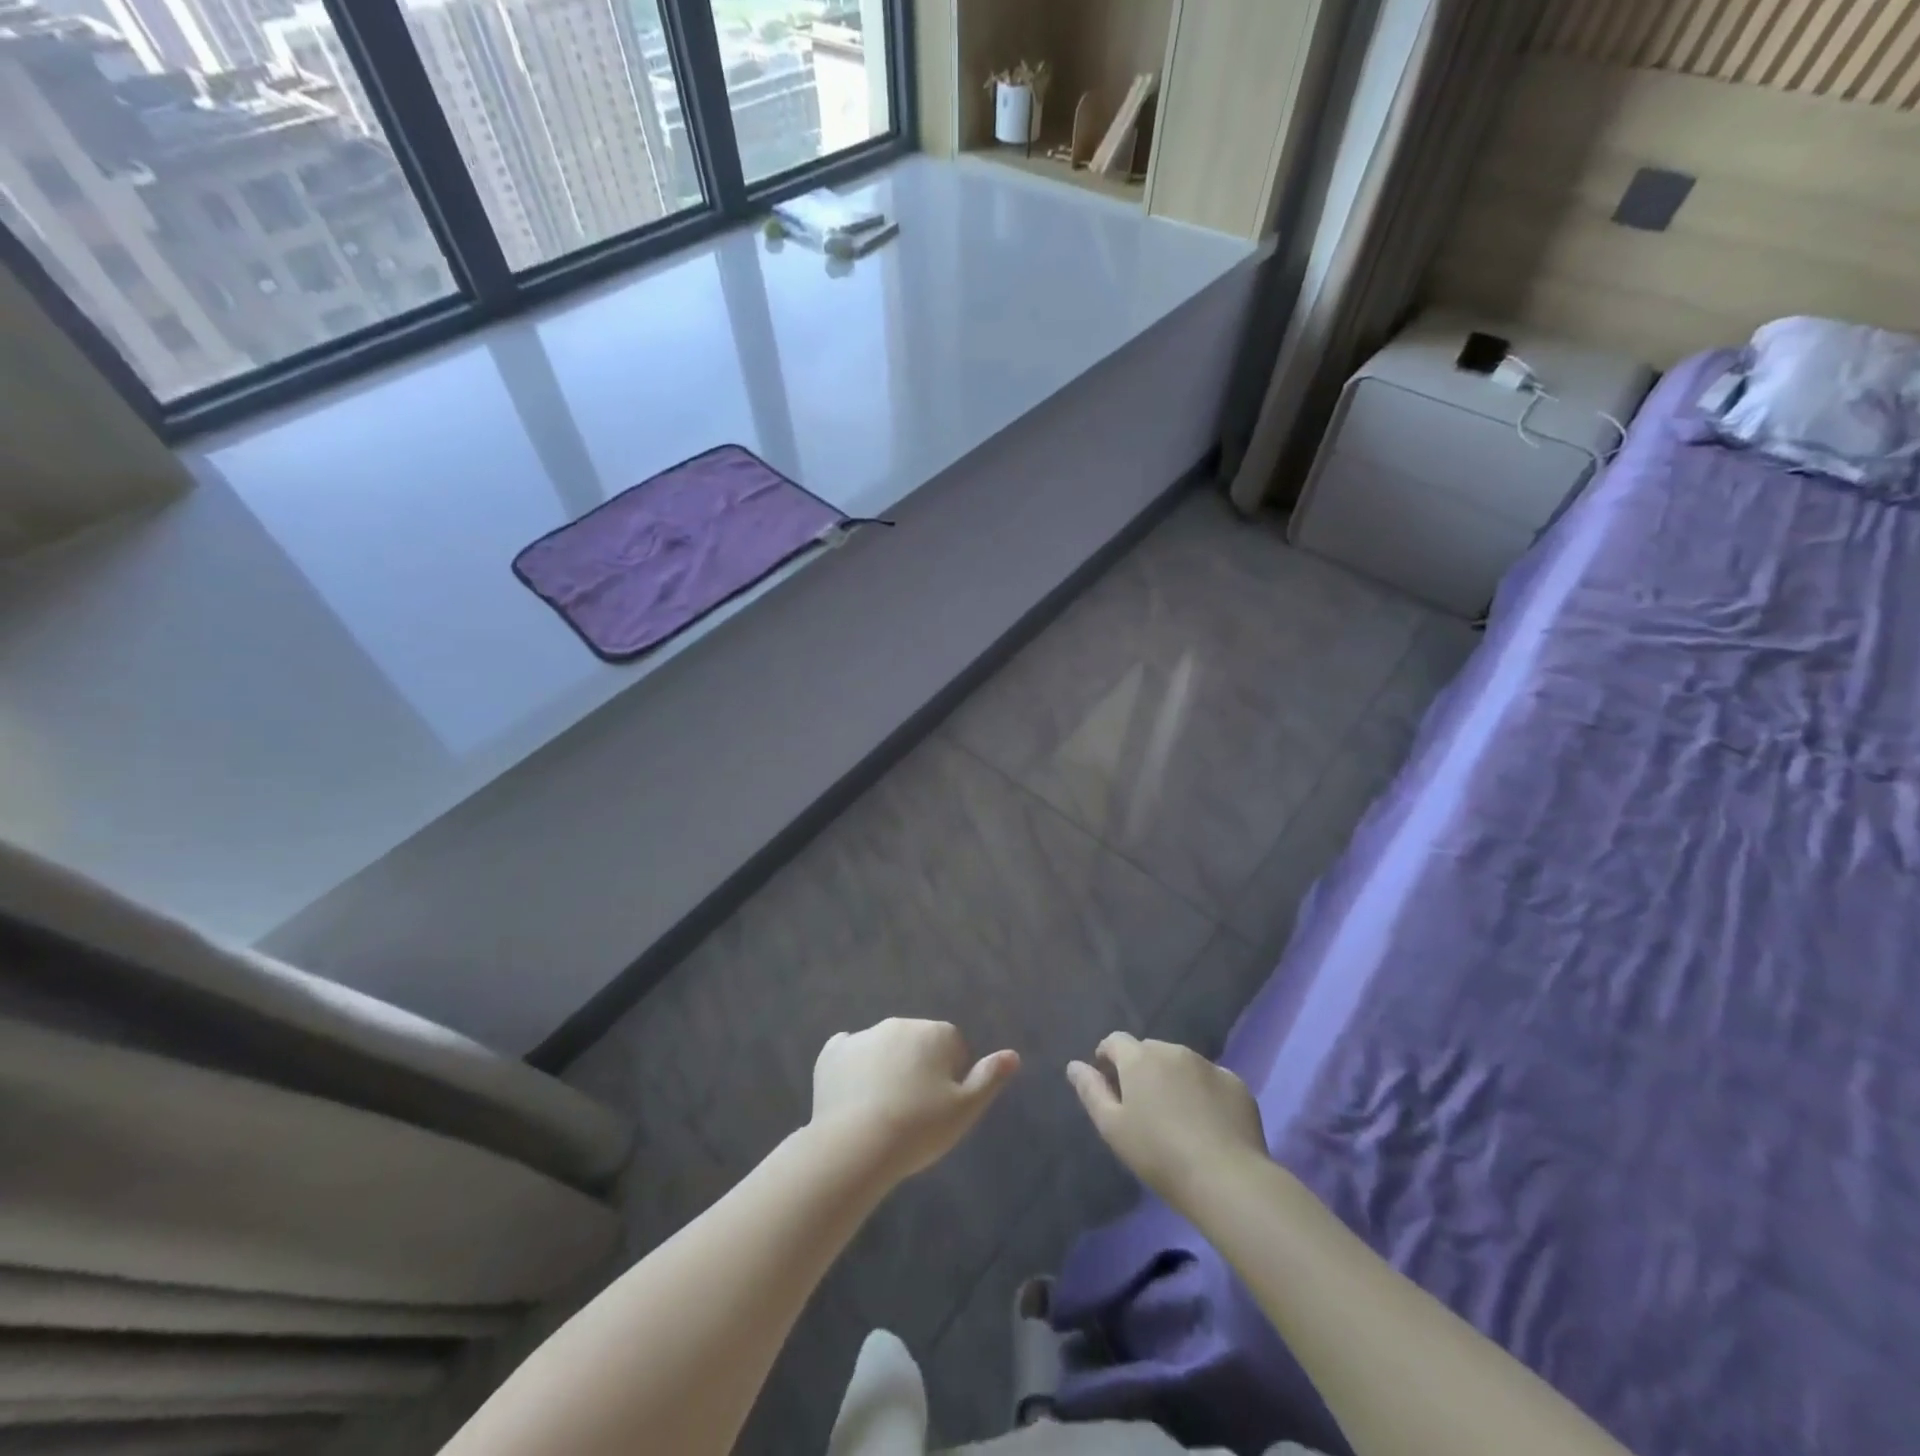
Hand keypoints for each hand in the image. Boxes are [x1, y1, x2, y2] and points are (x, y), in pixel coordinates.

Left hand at [810, 1019, 1019, 1185]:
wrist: (856, 1145)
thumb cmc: (919, 1128)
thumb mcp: (965, 1110)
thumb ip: (989, 1078)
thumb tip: (1012, 1055)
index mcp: (935, 1033)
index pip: (952, 1046)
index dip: (950, 1077)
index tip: (940, 1107)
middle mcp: (900, 1024)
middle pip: (917, 1043)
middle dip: (918, 1068)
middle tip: (913, 1111)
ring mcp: (863, 1035)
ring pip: (883, 1048)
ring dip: (886, 1067)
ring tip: (881, 1112)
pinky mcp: (832, 1052)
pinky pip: (848, 1053)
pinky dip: (852, 1068)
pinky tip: (852, 1096)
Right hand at [1067, 1033, 1265, 1213]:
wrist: (1226, 1178)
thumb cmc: (1158, 1154)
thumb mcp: (1112, 1127)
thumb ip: (1091, 1091)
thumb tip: (1074, 1065)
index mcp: (1139, 1058)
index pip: (1115, 1041)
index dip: (1108, 1057)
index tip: (1109, 1082)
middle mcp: (1173, 1050)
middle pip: (1149, 1051)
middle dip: (1141, 1069)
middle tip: (1143, 1106)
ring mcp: (1208, 1065)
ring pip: (1181, 1063)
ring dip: (1173, 1079)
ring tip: (1176, 1116)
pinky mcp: (1236, 1084)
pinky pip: (1210, 1080)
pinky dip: (1203, 1093)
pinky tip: (1207, 1124)